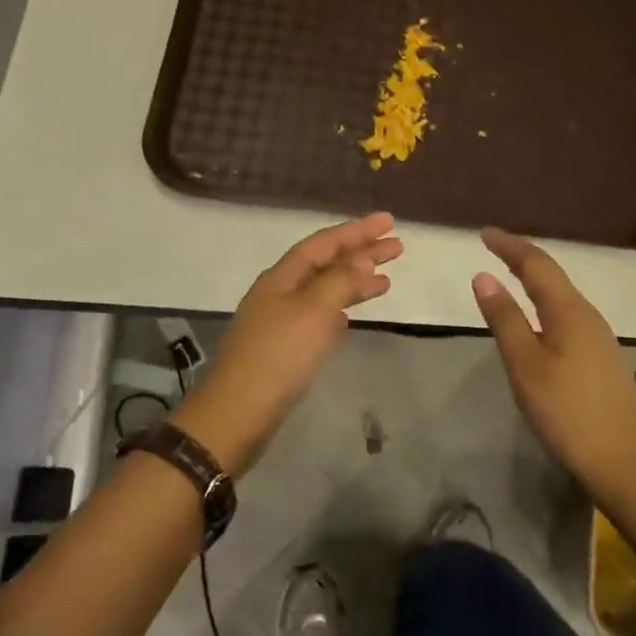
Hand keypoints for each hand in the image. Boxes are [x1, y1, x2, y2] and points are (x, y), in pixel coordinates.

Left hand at [170, 213, 401, 476]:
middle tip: (397, 247)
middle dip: (361, 253)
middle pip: (326, 263)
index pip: (325, 243)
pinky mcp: (284, 347)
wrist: (238, 414)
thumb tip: (363, 259)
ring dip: (354, 282)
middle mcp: (280, 291)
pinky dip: (340, 309)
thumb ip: (341, 281)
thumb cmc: (279, 355)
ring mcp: (280, 320)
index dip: (357, 230)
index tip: (389, 222)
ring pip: (324, 290)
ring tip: (386, 280)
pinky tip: (352, 315)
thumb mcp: (314, 310)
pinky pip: (318, 316)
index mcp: (283, 276)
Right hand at [472, 227, 635, 488]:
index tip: (484, 234)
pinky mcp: (600, 359)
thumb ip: (505, 319)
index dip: (509, 246)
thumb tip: (483, 276)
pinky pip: (566, 315)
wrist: (627, 460)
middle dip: (522, 258)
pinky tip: (537, 320)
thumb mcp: (526, 365)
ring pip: (561, 296)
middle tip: (494, 248)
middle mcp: (587, 315)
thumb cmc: (569, 410)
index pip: (536, 264)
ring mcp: (598, 338)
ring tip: (510, 276)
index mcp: (568, 310)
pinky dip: (544, 303)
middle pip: (552, 275)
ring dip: (535, 280)